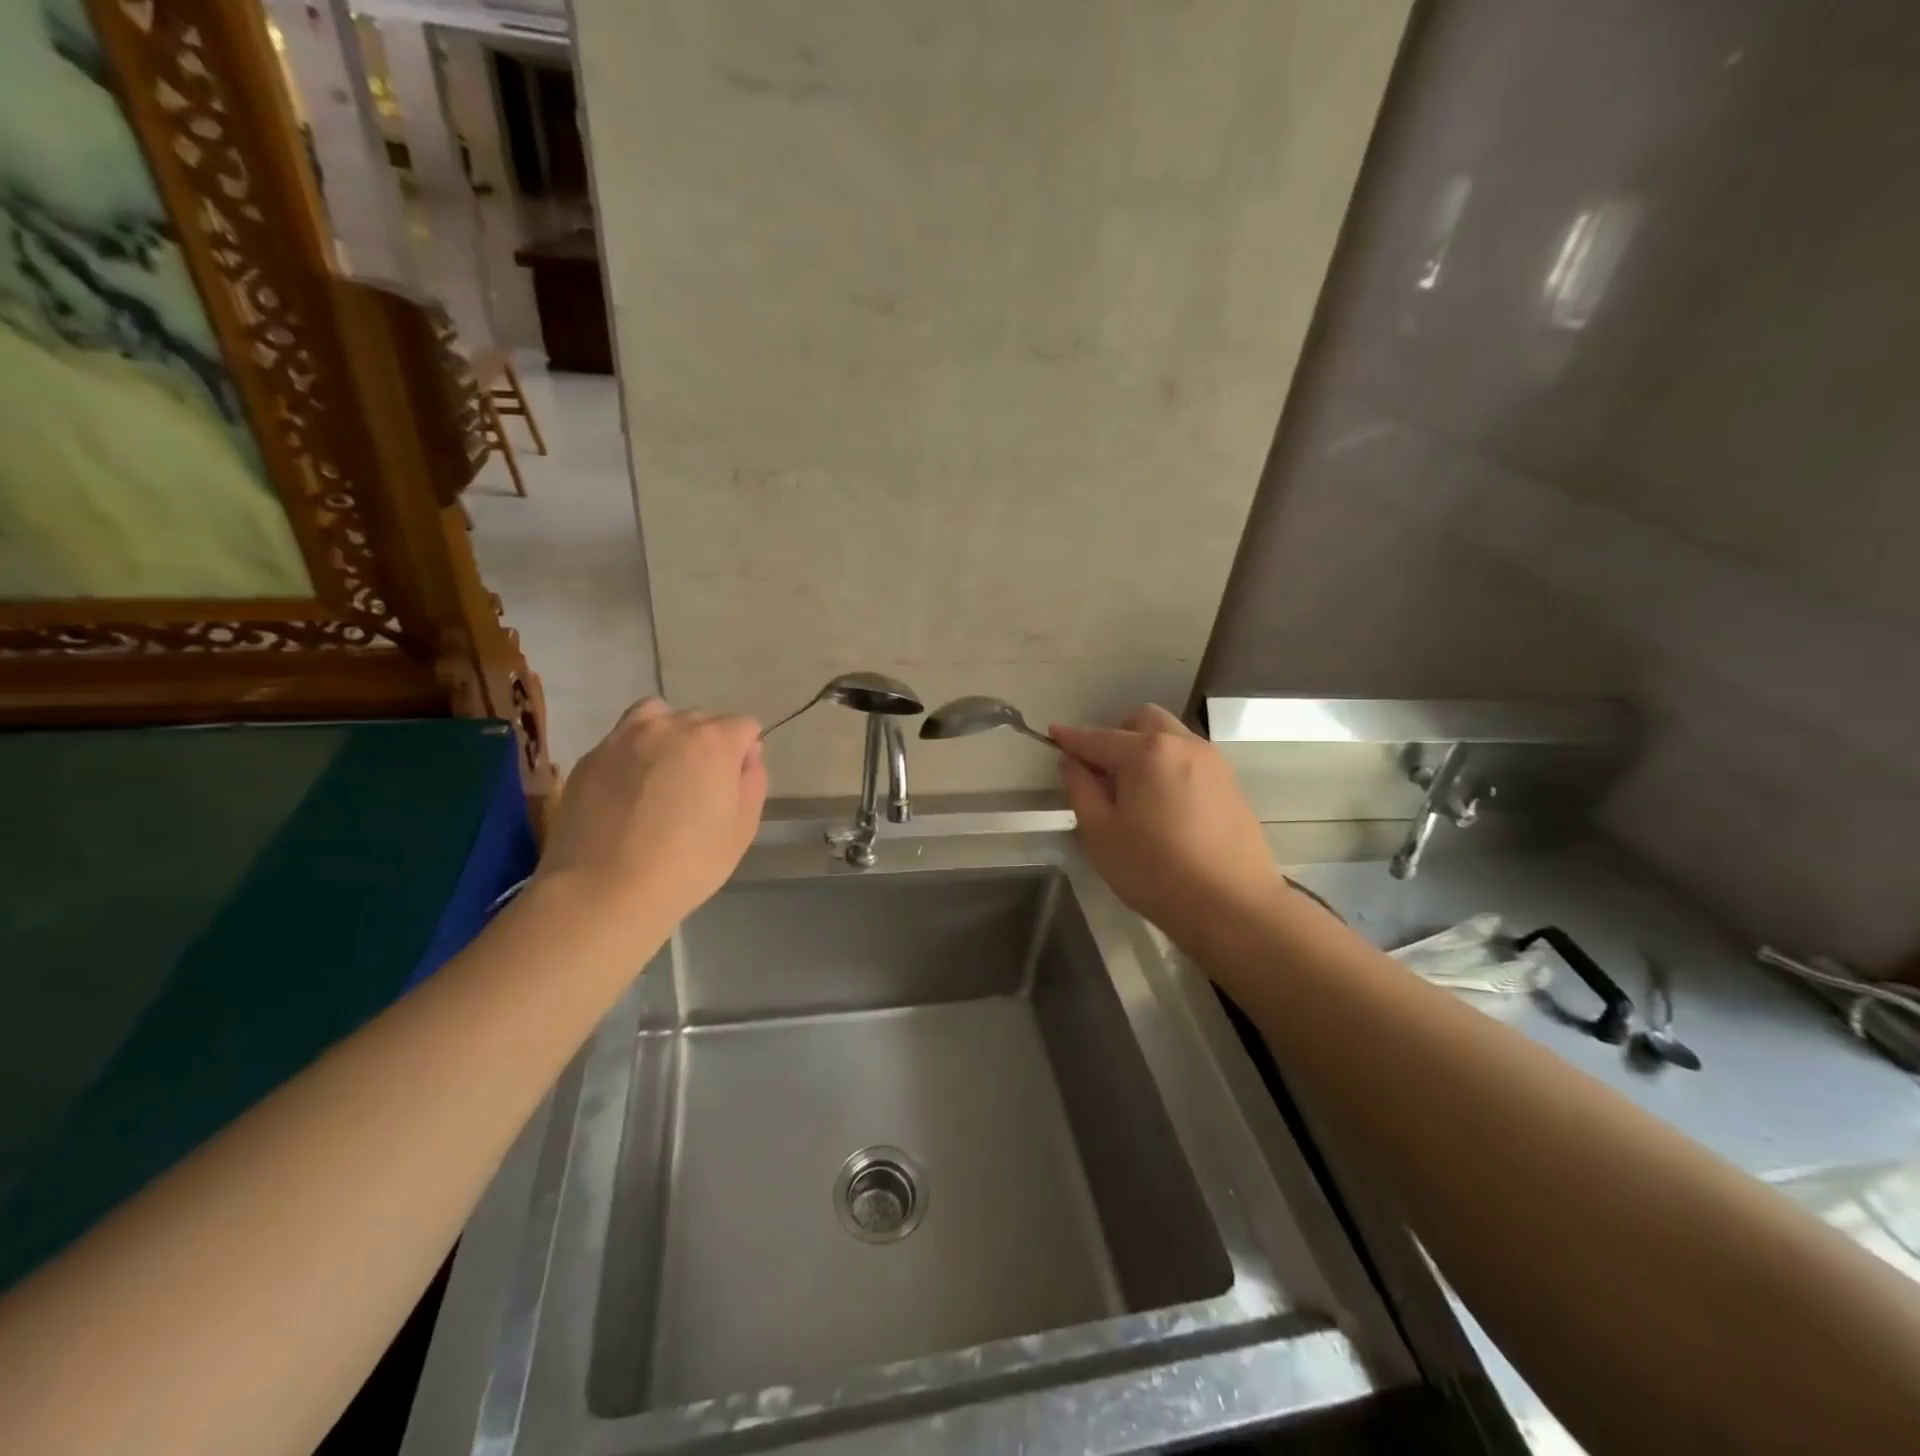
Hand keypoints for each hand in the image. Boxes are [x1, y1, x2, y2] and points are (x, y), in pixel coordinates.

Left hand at [537, 699, 766, 941]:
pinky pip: (623, 741)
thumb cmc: (686, 864)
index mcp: (713, 741)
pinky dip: (634, 754)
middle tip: (700, 789)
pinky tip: (629, 792)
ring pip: (658, 717)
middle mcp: (669, 727)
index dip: (745, 754)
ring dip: (670, 736)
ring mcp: (624, 738)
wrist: (602, 890)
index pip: (744, 726)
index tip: (734, 786)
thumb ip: (752, 783)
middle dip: (709, 744)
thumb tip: (747, 758)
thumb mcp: (742, 829)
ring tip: (663, 775)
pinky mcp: (590, 757)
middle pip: (702, 719)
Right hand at [1051, 705, 1280, 943]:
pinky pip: (1189, 759)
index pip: (1097, 737)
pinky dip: (1168, 766)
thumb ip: (1081, 790)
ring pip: (1170, 737)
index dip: (1070, 737)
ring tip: (1132, 790)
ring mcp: (1213, 762)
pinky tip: (1163, 803)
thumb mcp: (1101, 834)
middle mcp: (1182, 744)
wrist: (1234, 906)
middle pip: (1142, 721)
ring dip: (1145, 749)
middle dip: (1115, 734)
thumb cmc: (1156, 872)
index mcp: (1147, 752)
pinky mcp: (1231, 783)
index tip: (1052, 734)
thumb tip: (1073, 763)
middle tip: (1099, 770)